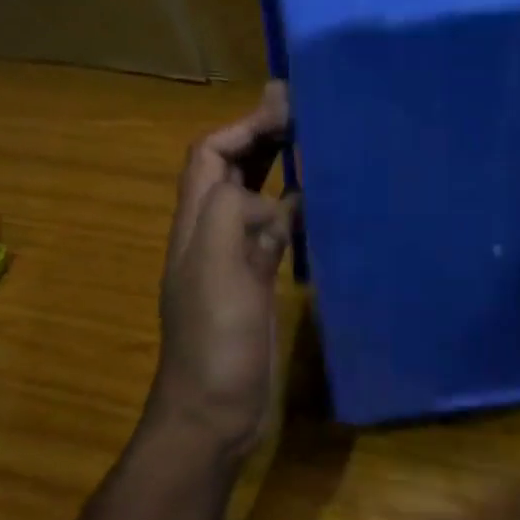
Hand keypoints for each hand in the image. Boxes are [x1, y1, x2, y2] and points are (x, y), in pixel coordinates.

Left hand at [149, 83, 294, 462]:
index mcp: (196, 222)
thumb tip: (277, 200)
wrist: (214, 412)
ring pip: (256, 198)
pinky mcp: (258, 283)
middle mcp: (211, 233)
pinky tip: (323, 208)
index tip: (286, 108)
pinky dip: (294, 212)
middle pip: (232, 170)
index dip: (243, 126)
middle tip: (305, 113)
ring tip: (320, 149)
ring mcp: (235, 259)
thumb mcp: (216, 268)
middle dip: (261, 137)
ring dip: (281, 170)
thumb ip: (234, 215)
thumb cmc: (214, 339)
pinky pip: (275, 234)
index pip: (210, 155)